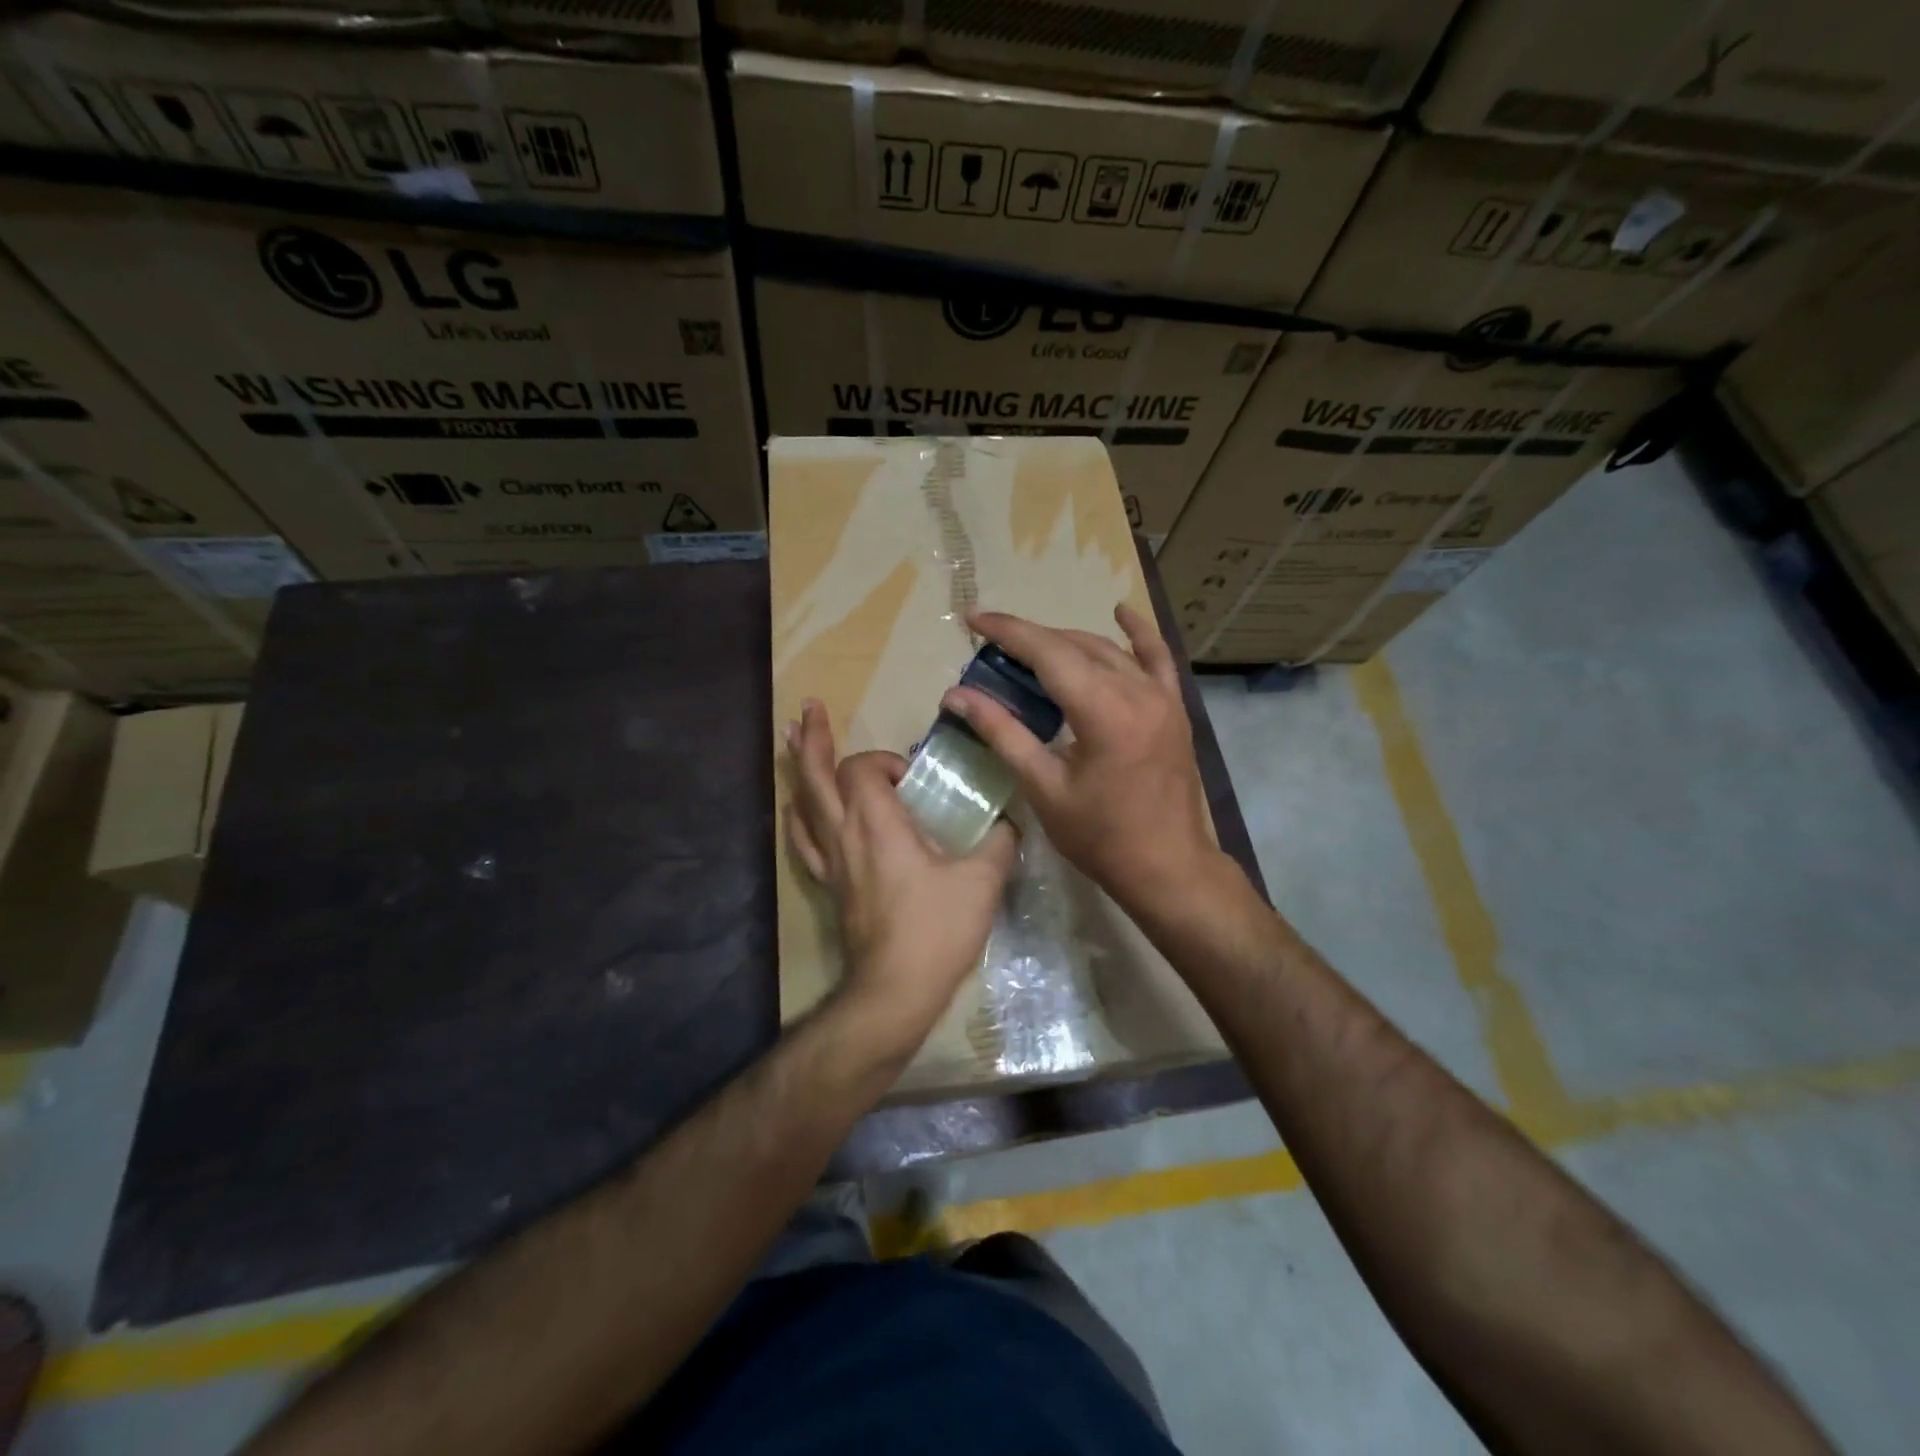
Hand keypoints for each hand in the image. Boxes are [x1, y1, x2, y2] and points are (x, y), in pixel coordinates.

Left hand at [786, 699, 1017, 1057]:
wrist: (895, 989)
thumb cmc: (936, 930)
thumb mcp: (982, 881)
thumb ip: (999, 842)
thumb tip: (1009, 823)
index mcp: (877, 823)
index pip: (863, 769)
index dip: (884, 761)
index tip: (912, 777)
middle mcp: (844, 833)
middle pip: (814, 774)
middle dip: (811, 737)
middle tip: (808, 706)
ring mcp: (830, 861)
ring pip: (802, 802)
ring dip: (797, 767)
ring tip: (790, 739)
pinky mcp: (829, 885)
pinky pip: (803, 840)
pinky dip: (798, 815)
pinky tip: (795, 808)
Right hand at [943, 605, 1222, 918]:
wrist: (1167, 867)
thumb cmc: (1100, 836)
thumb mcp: (1043, 787)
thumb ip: (1003, 733)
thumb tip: (957, 696)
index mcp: (1104, 711)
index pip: (1048, 653)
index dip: (1008, 632)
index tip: (974, 619)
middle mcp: (1137, 691)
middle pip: (1075, 646)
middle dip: (1031, 639)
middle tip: (991, 646)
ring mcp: (1162, 696)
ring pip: (1107, 650)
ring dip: (1066, 643)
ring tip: (1029, 648)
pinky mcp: (1174, 708)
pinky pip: (1156, 659)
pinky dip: (1136, 635)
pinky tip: (1121, 612)